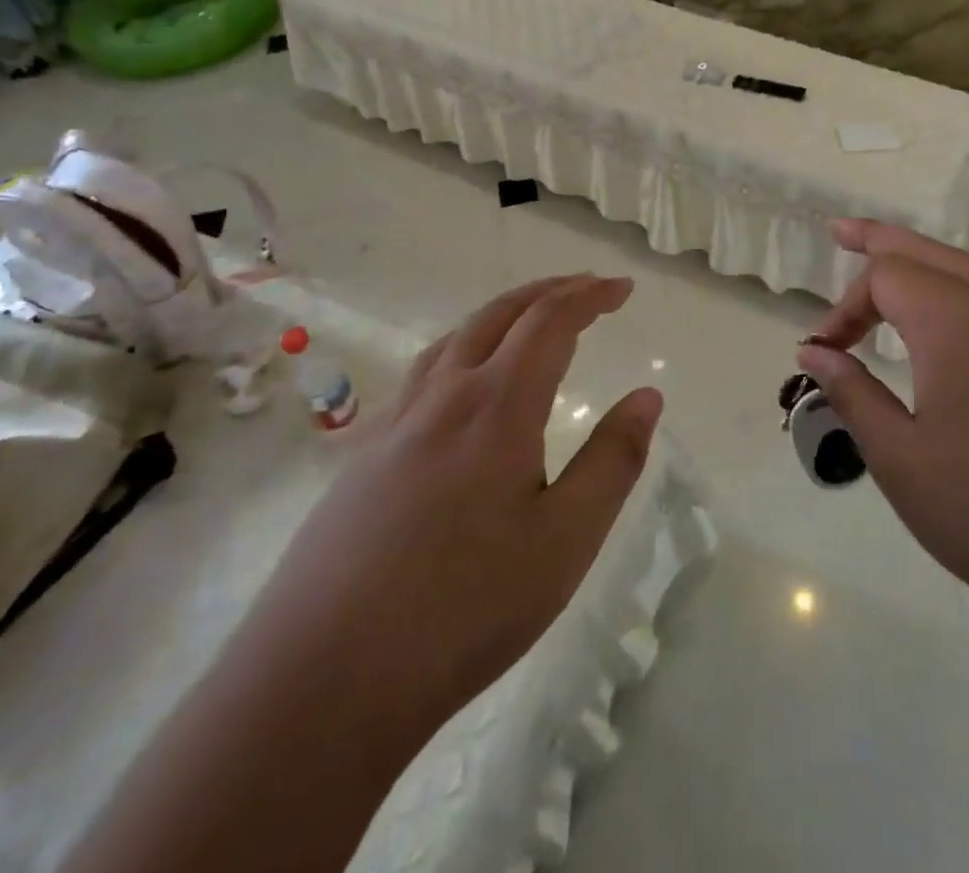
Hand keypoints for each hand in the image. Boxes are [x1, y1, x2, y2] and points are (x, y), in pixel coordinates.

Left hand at [262, 275, 661, 745]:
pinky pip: (422, 375)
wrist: (321, 680)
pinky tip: (459, 389)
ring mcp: (394, 422)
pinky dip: (461, 351)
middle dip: (548, 291)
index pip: (550, 321)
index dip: (589, 296)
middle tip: (587, 288)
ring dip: (501, 314)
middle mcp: (443, 395)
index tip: (622, 288)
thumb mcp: (565, 541)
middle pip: (499, 314)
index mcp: (497, 405)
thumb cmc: (464, 609)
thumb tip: (647, 396)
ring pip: (454, 338)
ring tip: (529, 321)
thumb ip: (613, 460)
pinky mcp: (362, 456)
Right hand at [797, 221, 968, 636]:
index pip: (886, 277)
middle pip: (932, 252)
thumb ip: (851, 393)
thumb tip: (814, 352)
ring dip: (928, 263)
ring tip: (895, 268)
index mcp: (956, 324)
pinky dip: (965, 292)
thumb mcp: (900, 460)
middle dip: (881, 240)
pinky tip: (957, 328)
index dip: (846, 306)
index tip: (825, 352)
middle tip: (841, 232)